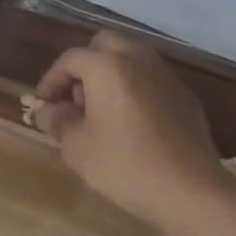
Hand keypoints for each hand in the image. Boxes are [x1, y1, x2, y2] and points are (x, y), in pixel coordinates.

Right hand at [32, 32, 223, 226]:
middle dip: (85, 64)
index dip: (51, 79)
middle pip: (105, 44)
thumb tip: (48, 111)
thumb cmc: (125, 165)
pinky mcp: (185, 97)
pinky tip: (132, 122)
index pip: (71, 59)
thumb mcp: (78, 147)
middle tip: (76, 96)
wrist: (191, 191)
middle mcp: (138, 60)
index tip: (44, 103)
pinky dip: (135, 88)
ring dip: (112, 73)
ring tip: (102, 109)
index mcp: (108, 66)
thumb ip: (58, 122)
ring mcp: (166, 77)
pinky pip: (152, 79)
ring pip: (132, 57)